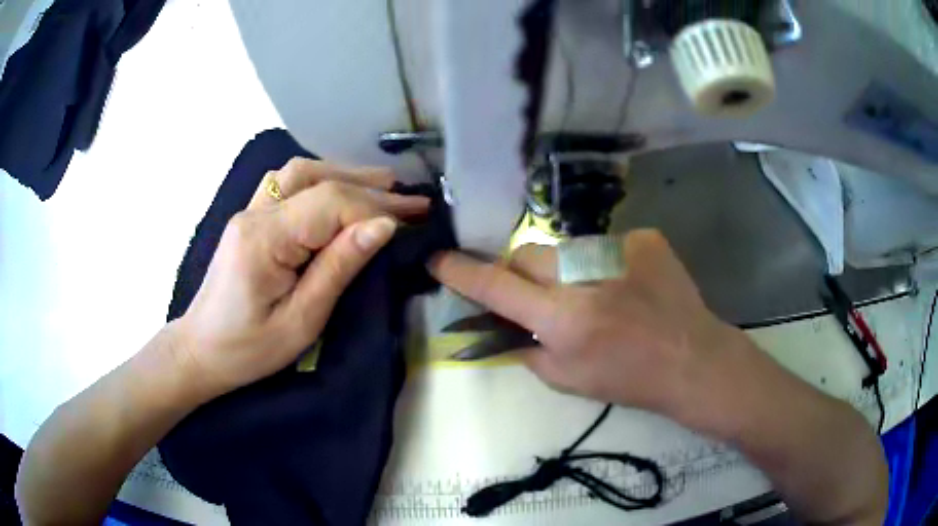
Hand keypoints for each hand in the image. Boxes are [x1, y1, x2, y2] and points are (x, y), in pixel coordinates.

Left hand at [175, 158, 429, 397]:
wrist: (201, 351)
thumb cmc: (248, 349)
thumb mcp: (300, 321)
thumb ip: (338, 268)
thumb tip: (382, 227)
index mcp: (264, 239)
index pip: (328, 204)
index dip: (374, 208)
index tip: (412, 219)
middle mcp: (255, 213)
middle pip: (316, 179)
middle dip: (369, 188)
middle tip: (411, 201)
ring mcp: (249, 211)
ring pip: (301, 172)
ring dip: (345, 175)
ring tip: (384, 186)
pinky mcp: (250, 218)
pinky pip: (287, 183)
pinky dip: (320, 179)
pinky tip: (340, 188)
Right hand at [429, 230, 741, 417]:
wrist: (692, 359)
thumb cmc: (630, 380)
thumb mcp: (567, 380)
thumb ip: (527, 348)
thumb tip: (505, 323)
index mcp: (564, 319)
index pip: (496, 287)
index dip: (462, 273)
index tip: (439, 260)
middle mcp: (586, 276)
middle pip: (526, 254)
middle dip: (519, 272)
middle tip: (537, 295)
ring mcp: (618, 249)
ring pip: (565, 248)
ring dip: (565, 269)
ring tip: (593, 294)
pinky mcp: (643, 238)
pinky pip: (603, 245)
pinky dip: (602, 265)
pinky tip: (624, 285)